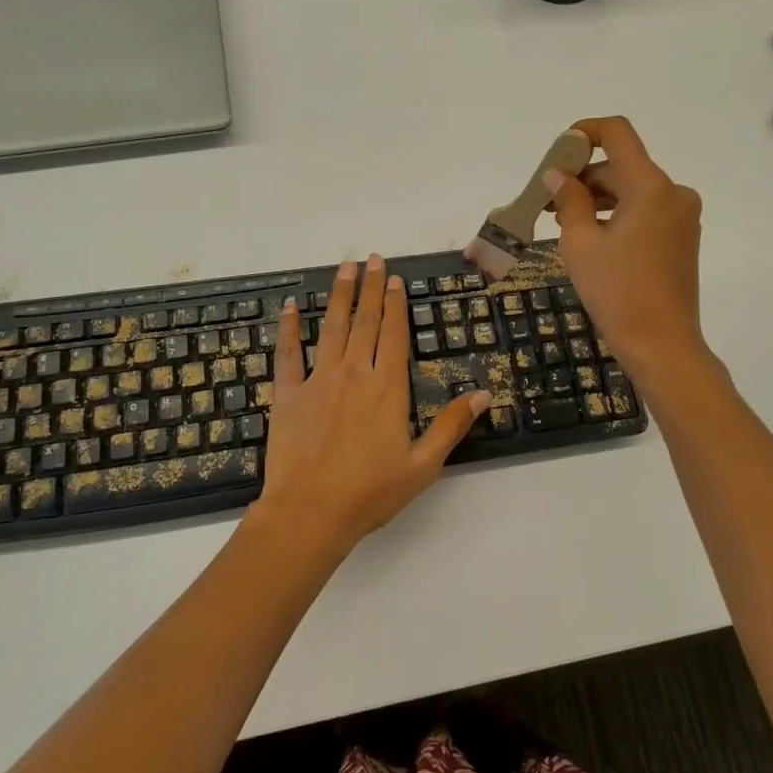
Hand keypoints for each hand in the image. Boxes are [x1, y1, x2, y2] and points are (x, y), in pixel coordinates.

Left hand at [246, 255, 488, 562]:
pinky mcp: (288, 394)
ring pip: (331, 327)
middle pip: (365, 321)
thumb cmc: (370, 493)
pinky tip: (289, 308)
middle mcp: (354, 373)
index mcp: (387, 388)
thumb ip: (452, 426)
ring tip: (345, 268)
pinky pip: (288, 354)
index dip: (396, 304)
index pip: (394, 334)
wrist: (309, 513)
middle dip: (371, 288)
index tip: (396, 280)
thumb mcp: (423, 466)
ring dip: (339, 295)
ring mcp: (318, 380)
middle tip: (374, 259)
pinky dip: (288, 329)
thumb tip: (484, 394)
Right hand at [544, 116, 708, 382]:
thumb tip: (558, 176)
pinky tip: (588, 235)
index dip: (584, 132)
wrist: (661, 344)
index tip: (556, 152)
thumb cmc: (617, 292)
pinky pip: (643, 211)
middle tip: (545, 199)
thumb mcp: (581, 243)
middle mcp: (673, 193)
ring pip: (631, 190)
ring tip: (559, 220)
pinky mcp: (681, 238)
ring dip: (595, 197)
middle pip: (621, 166)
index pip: (617, 134)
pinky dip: (615, 214)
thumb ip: (568, 200)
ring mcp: (681, 216)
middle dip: (582, 176)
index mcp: (651, 187)